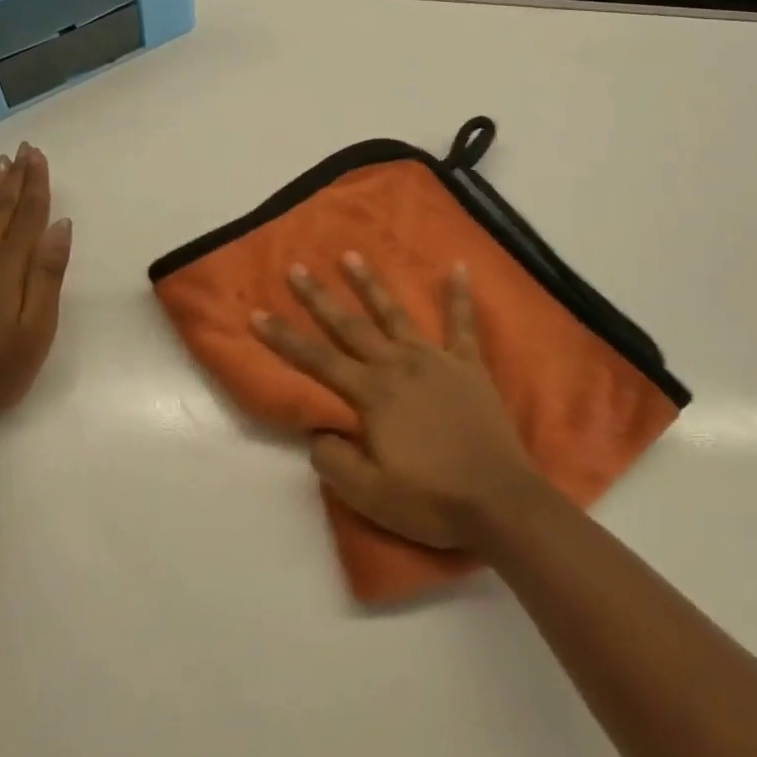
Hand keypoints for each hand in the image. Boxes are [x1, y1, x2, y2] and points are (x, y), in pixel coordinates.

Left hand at [0, 142, 72, 418]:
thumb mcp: (36, 328)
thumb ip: (47, 274)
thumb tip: (61, 225)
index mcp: (6, 267)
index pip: (27, 215)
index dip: (36, 185)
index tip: (39, 156)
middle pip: (0, 209)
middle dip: (14, 178)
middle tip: (22, 150)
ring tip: (0, 165)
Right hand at [251, 253, 545, 550]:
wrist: (499, 501)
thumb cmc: (431, 500)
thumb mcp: (369, 494)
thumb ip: (334, 459)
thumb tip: (317, 432)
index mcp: (372, 394)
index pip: (317, 360)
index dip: (284, 338)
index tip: (257, 313)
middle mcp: (398, 365)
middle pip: (350, 325)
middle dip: (319, 297)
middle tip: (296, 268)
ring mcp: (435, 360)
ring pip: (395, 313)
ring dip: (370, 284)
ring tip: (350, 255)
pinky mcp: (468, 365)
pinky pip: (462, 323)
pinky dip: (459, 294)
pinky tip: (458, 266)